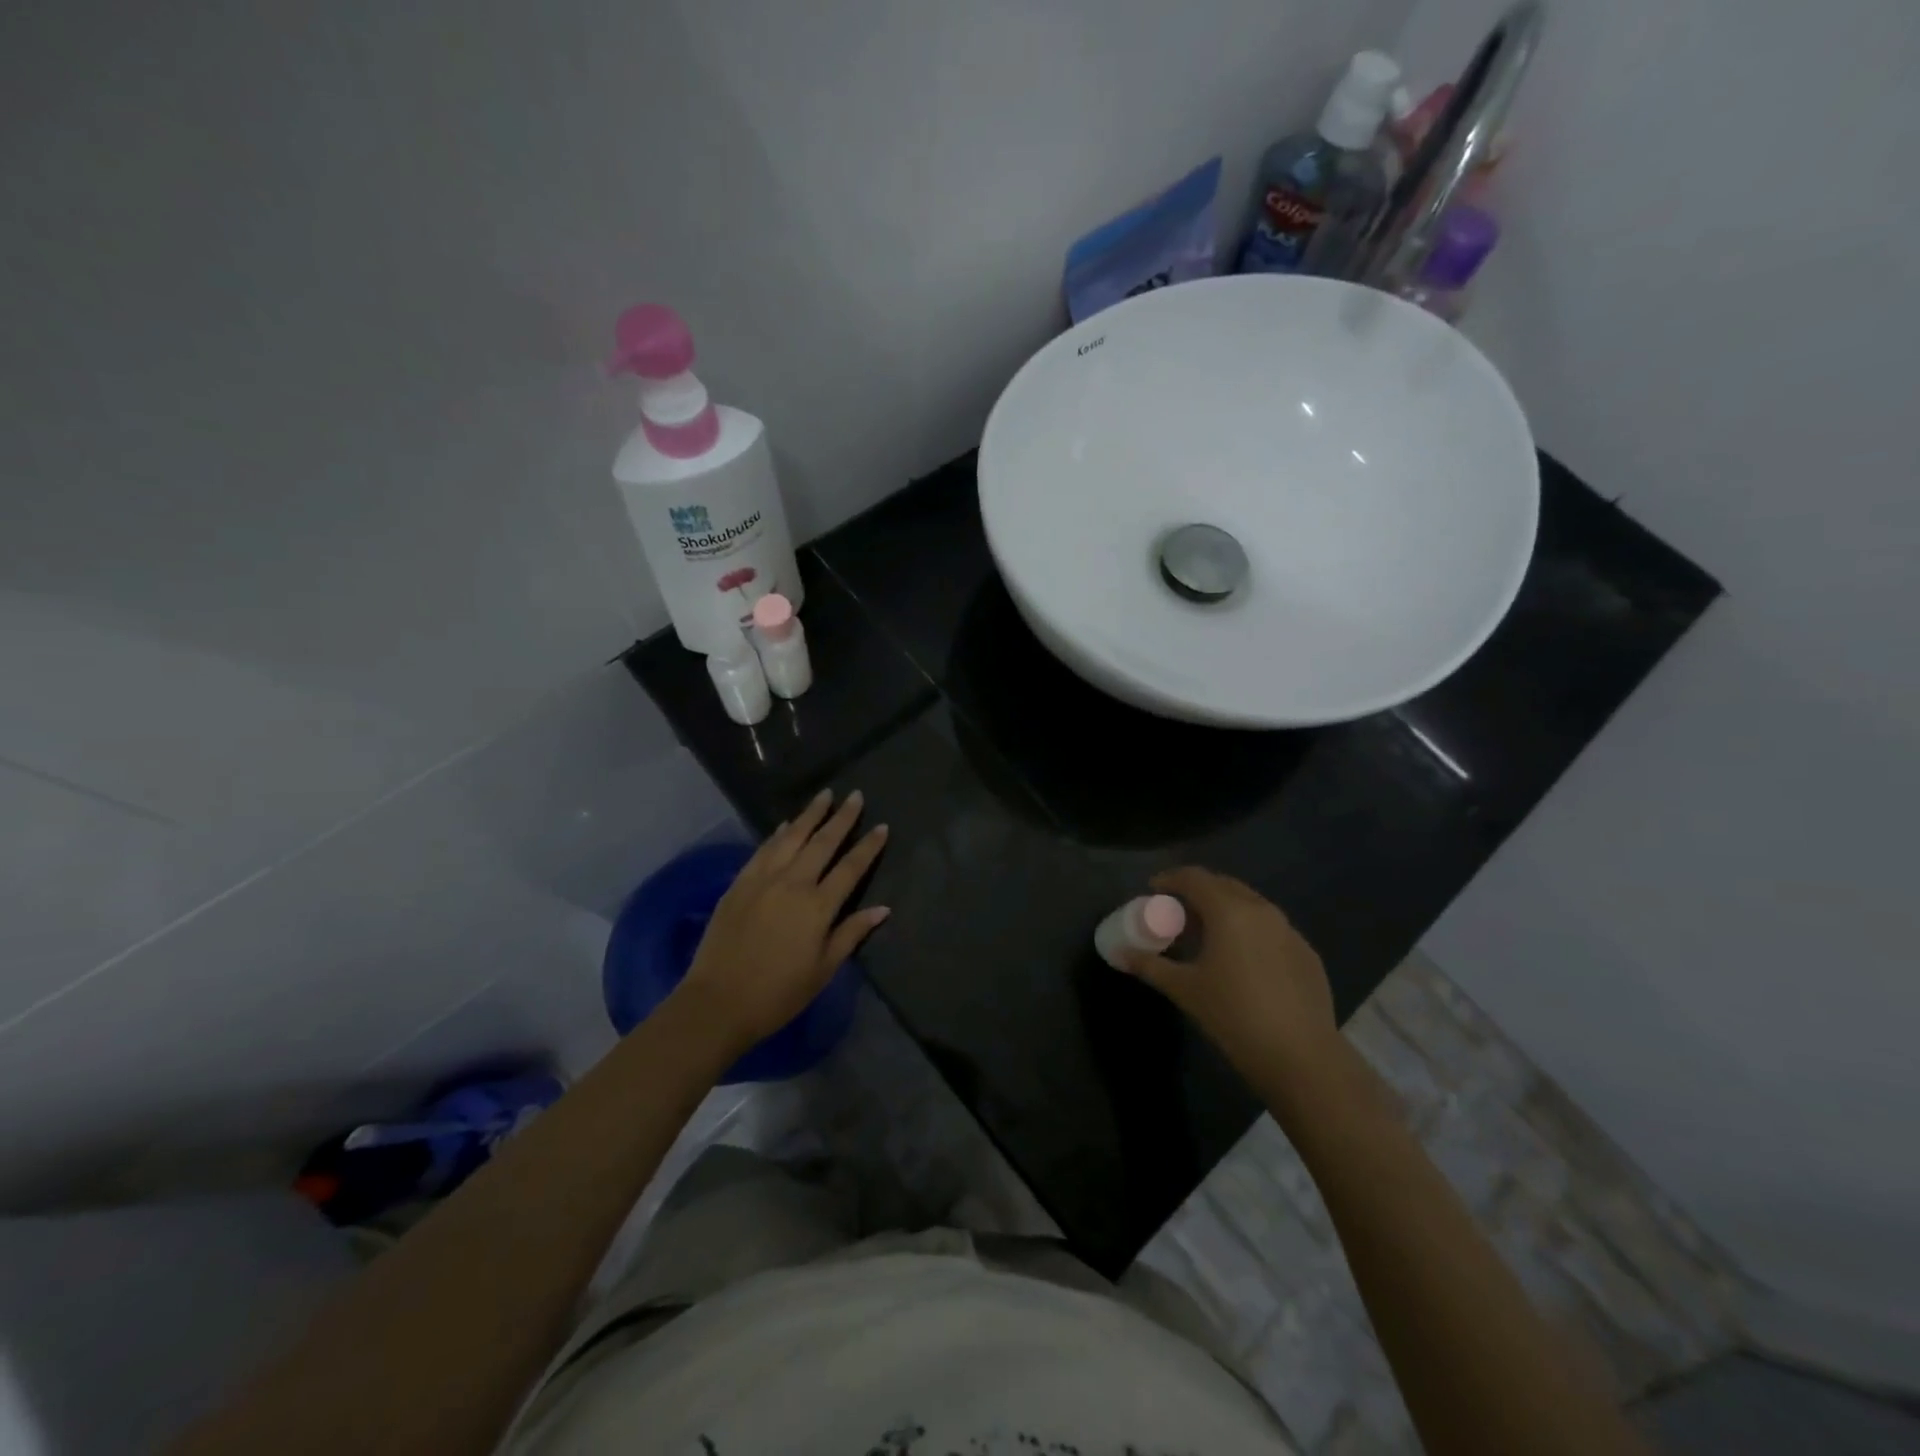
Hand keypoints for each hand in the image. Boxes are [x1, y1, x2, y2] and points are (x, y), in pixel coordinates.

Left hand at [674, 789, 889, 1056]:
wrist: (717, 1002)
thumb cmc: (778, 993)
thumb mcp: (823, 970)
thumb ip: (851, 933)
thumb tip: (882, 908)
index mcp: (818, 906)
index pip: (851, 867)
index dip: (868, 846)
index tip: (882, 827)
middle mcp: (793, 883)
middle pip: (822, 843)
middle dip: (842, 818)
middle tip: (856, 795)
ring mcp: (763, 880)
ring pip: (791, 837)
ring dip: (810, 815)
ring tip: (824, 795)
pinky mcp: (739, 884)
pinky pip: (763, 850)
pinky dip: (777, 834)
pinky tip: (785, 825)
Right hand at [1117, 866, 1339, 1094]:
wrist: (1300, 1057)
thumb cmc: (1233, 1015)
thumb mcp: (1184, 989)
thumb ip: (1149, 965)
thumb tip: (1119, 954)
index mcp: (1229, 911)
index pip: (1194, 878)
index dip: (1170, 879)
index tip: (1153, 890)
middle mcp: (1262, 910)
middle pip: (1224, 885)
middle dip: (1198, 891)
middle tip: (1177, 912)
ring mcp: (1289, 931)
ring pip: (1251, 905)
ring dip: (1225, 909)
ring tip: (1207, 935)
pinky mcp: (1307, 954)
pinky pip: (1271, 929)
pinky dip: (1249, 931)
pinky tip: (1242, 960)